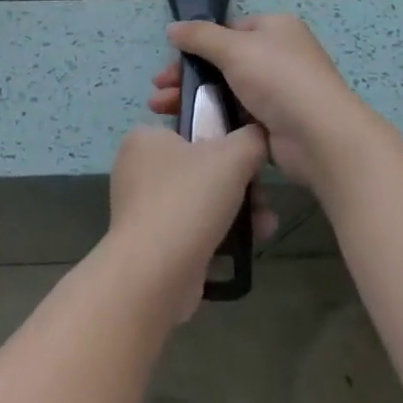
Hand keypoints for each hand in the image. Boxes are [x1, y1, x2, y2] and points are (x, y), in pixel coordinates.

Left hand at [105, 125, 270, 322]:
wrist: (154, 275)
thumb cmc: (188, 199)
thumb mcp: (232, 156)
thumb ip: (252, 138)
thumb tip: (258, 136)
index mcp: (146, 138)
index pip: (193, 128)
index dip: (227, 142)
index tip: (251, 161)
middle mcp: (137, 169)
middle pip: (202, 168)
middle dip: (241, 185)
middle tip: (264, 200)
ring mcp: (142, 210)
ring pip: (200, 202)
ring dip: (237, 213)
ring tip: (265, 227)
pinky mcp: (150, 246)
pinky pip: (191, 232)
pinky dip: (218, 237)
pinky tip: (245, 249)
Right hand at [152, 14, 379, 188]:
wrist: (320, 137)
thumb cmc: (278, 79)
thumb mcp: (234, 48)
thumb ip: (200, 36)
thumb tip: (172, 27)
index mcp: (274, 28)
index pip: (229, 29)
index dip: (198, 43)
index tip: (170, 60)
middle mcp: (278, 56)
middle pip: (222, 61)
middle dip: (188, 75)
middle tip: (157, 89)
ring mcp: (277, 92)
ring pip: (225, 90)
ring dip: (193, 97)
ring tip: (159, 109)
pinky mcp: (273, 124)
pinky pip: (235, 116)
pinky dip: (212, 119)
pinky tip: (187, 127)